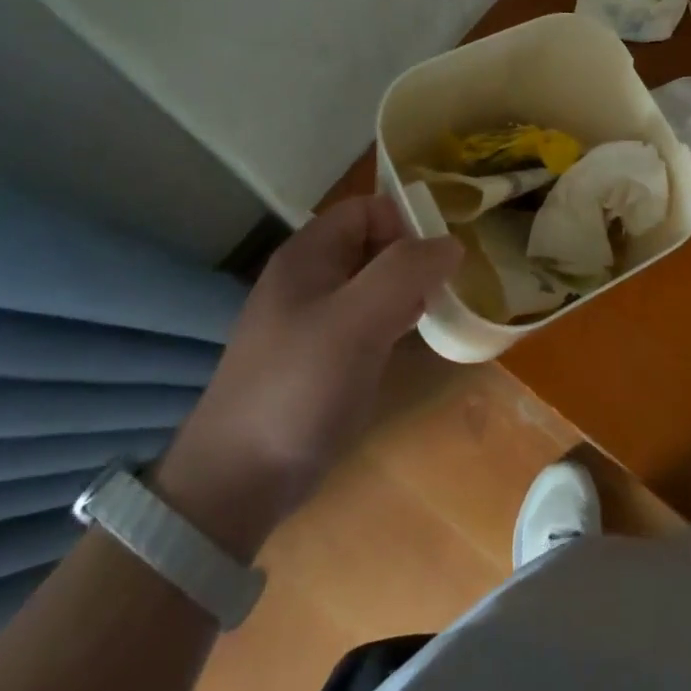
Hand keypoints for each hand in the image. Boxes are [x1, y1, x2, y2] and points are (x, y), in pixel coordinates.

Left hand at [152, 196, 461, 559]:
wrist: (238, 482)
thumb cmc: (299, 386)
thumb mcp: (357, 320)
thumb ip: (406, 271)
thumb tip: (452, 244)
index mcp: (309, 254)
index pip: (368, 208)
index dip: (404, 224)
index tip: (433, 263)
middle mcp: (310, 277)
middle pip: (374, 242)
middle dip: (412, 259)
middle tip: (438, 292)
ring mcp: (314, 317)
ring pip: (374, 281)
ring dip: (407, 290)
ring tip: (431, 314)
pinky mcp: (322, 354)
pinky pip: (368, 318)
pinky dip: (394, 320)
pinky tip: (408, 341)